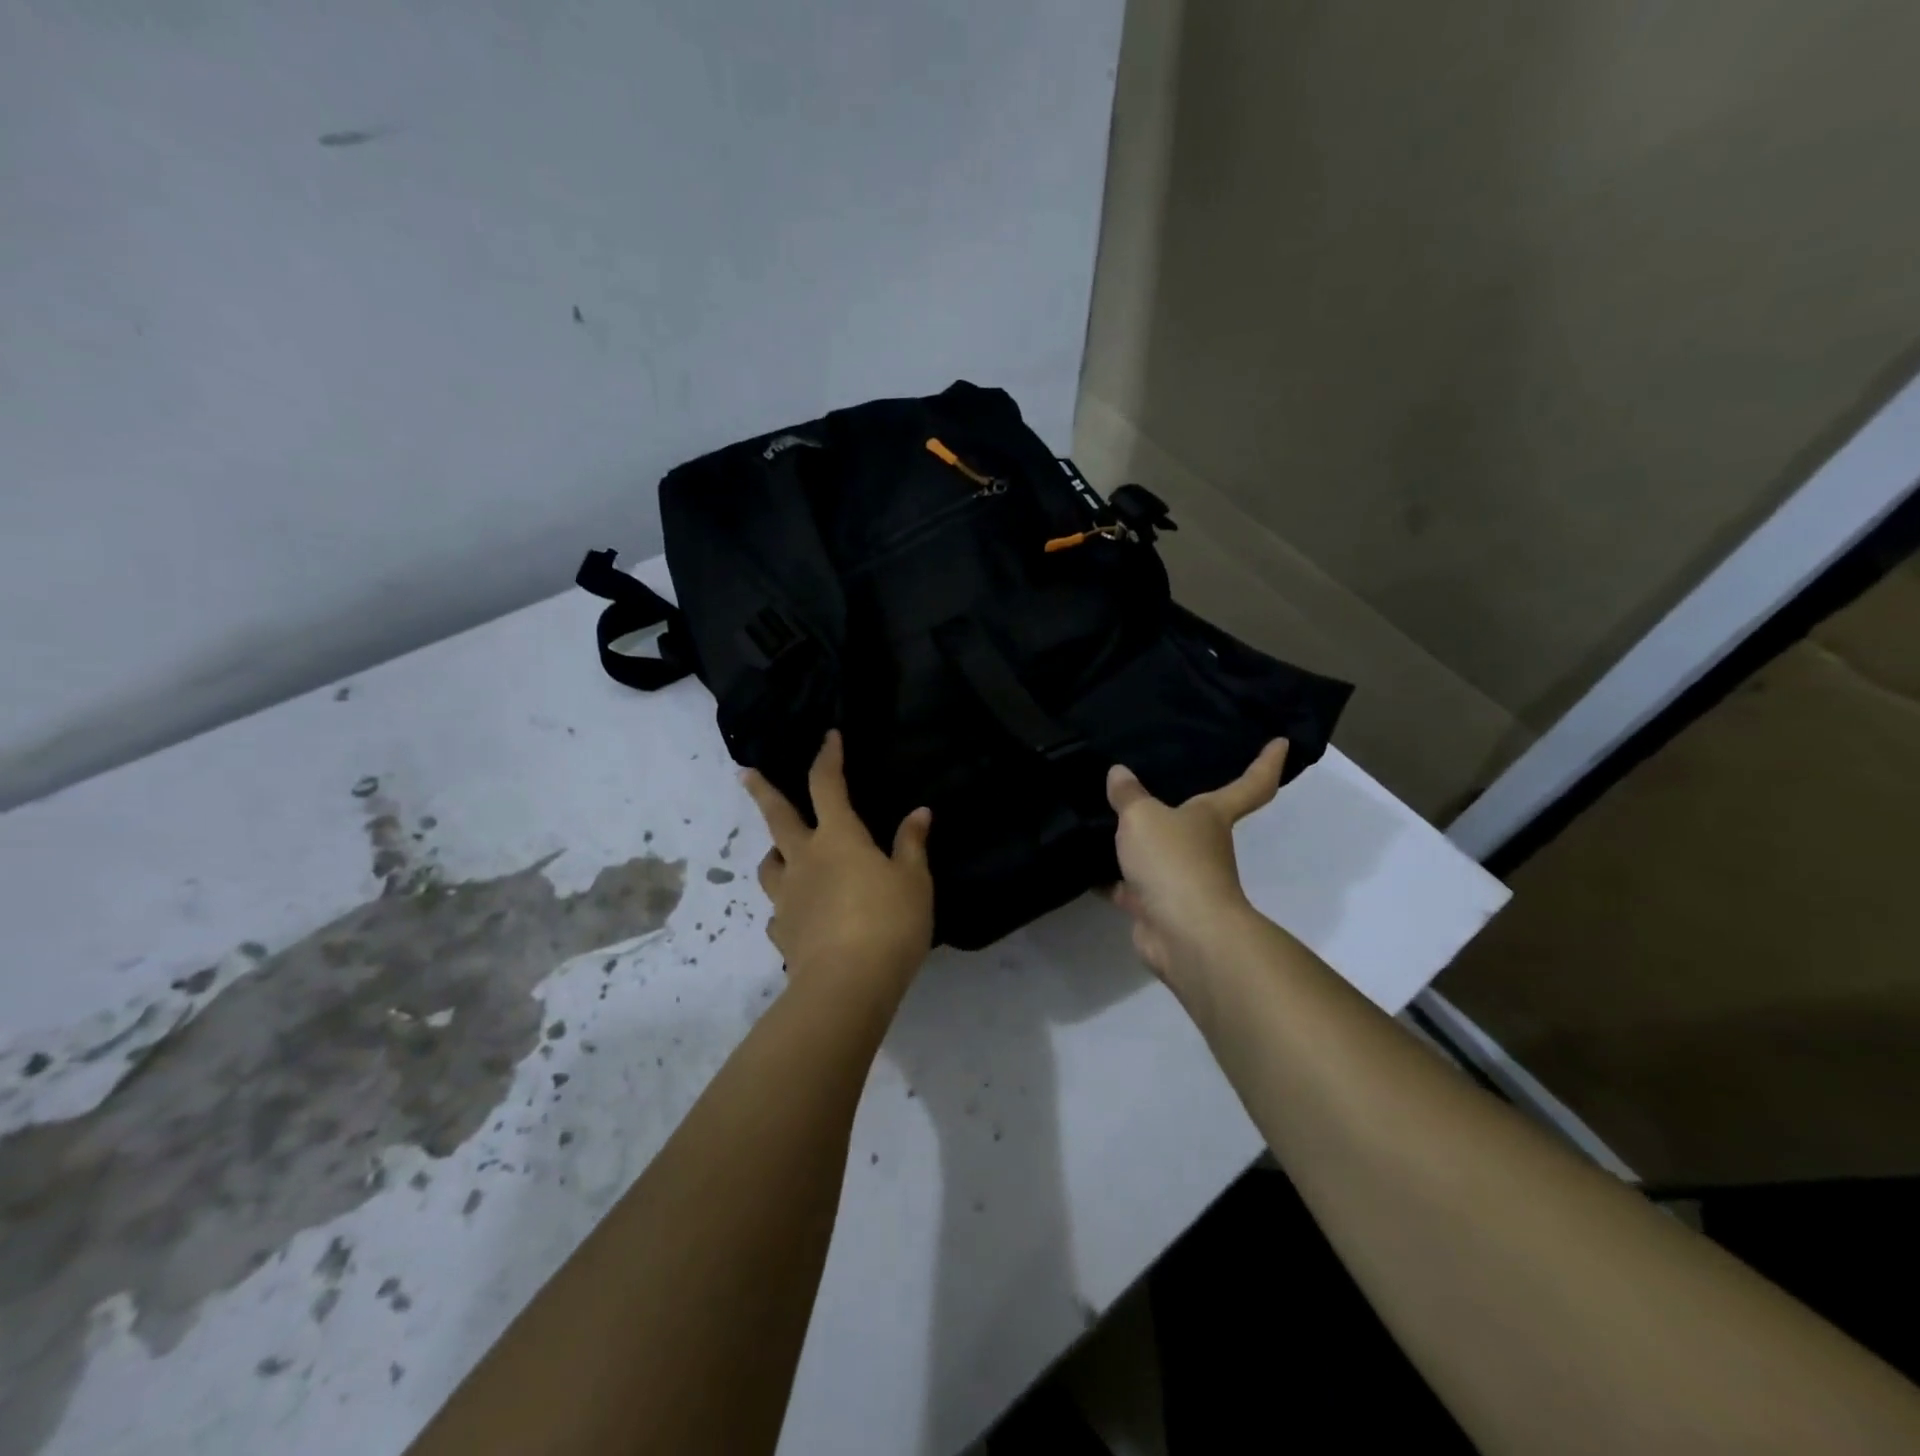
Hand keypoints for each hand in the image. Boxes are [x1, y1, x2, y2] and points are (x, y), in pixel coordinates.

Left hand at [743, 730, 933, 999]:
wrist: (847, 985)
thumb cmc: (889, 922)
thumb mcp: (914, 881)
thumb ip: (912, 845)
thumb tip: (919, 812)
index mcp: (838, 838)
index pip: (828, 785)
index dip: (828, 758)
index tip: (828, 737)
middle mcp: (804, 859)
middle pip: (777, 818)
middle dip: (762, 792)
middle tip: (745, 774)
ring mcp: (787, 897)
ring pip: (769, 865)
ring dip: (774, 853)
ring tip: (784, 855)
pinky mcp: (782, 933)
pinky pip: (779, 911)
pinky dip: (787, 906)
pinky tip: (799, 915)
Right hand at [1106, 740, 1287, 986]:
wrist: (1184, 935)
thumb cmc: (1175, 862)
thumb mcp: (1143, 817)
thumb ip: (1128, 795)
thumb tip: (1119, 773)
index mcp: (1213, 817)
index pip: (1250, 784)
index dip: (1265, 762)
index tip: (1280, 742)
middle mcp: (1203, 846)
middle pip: (1193, 820)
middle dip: (1175, 806)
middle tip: (1147, 779)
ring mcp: (1181, 879)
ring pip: (1156, 854)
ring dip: (1135, 844)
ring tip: (1102, 818)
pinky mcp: (1157, 908)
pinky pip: (1130, 886)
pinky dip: (1110, 878)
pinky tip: (1084, 863)